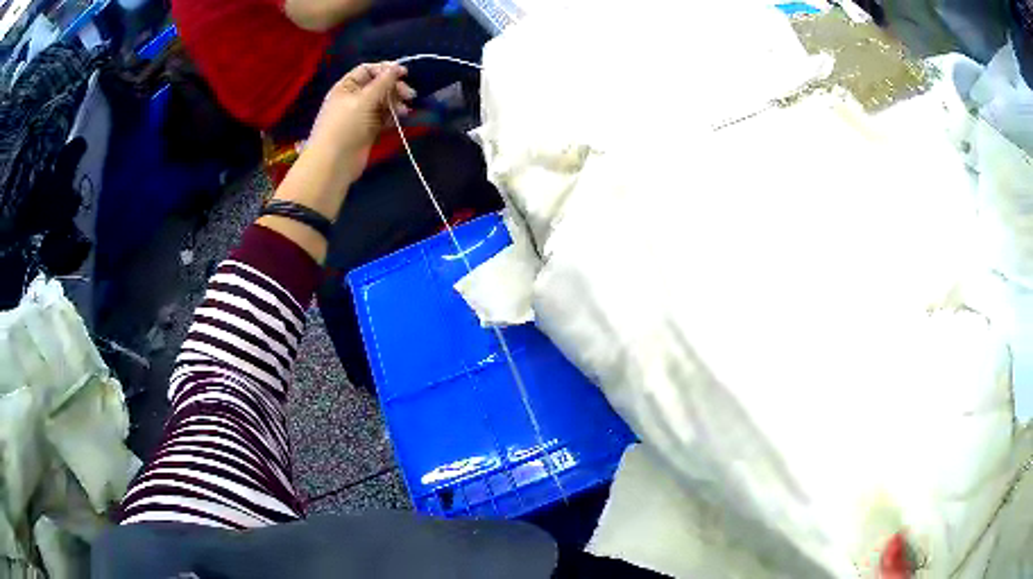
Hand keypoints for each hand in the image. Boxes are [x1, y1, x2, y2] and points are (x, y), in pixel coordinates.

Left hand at [306, 61, 416, 184]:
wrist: (333, 163)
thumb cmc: (345, 126)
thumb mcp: (364, 99)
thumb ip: (383, 82)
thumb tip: (398, 67)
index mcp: (347, 87)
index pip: (368, 70)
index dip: (386, 69)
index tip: (404, 74)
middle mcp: (353, 98)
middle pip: (378, 85)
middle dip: (394, 88)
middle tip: (410, 95)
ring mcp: (360, 115)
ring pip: (382, 102)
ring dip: (396, 103)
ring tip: (405, 111)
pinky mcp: (367, 129)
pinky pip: (383, 117)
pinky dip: (392, 116)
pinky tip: (400, 119)